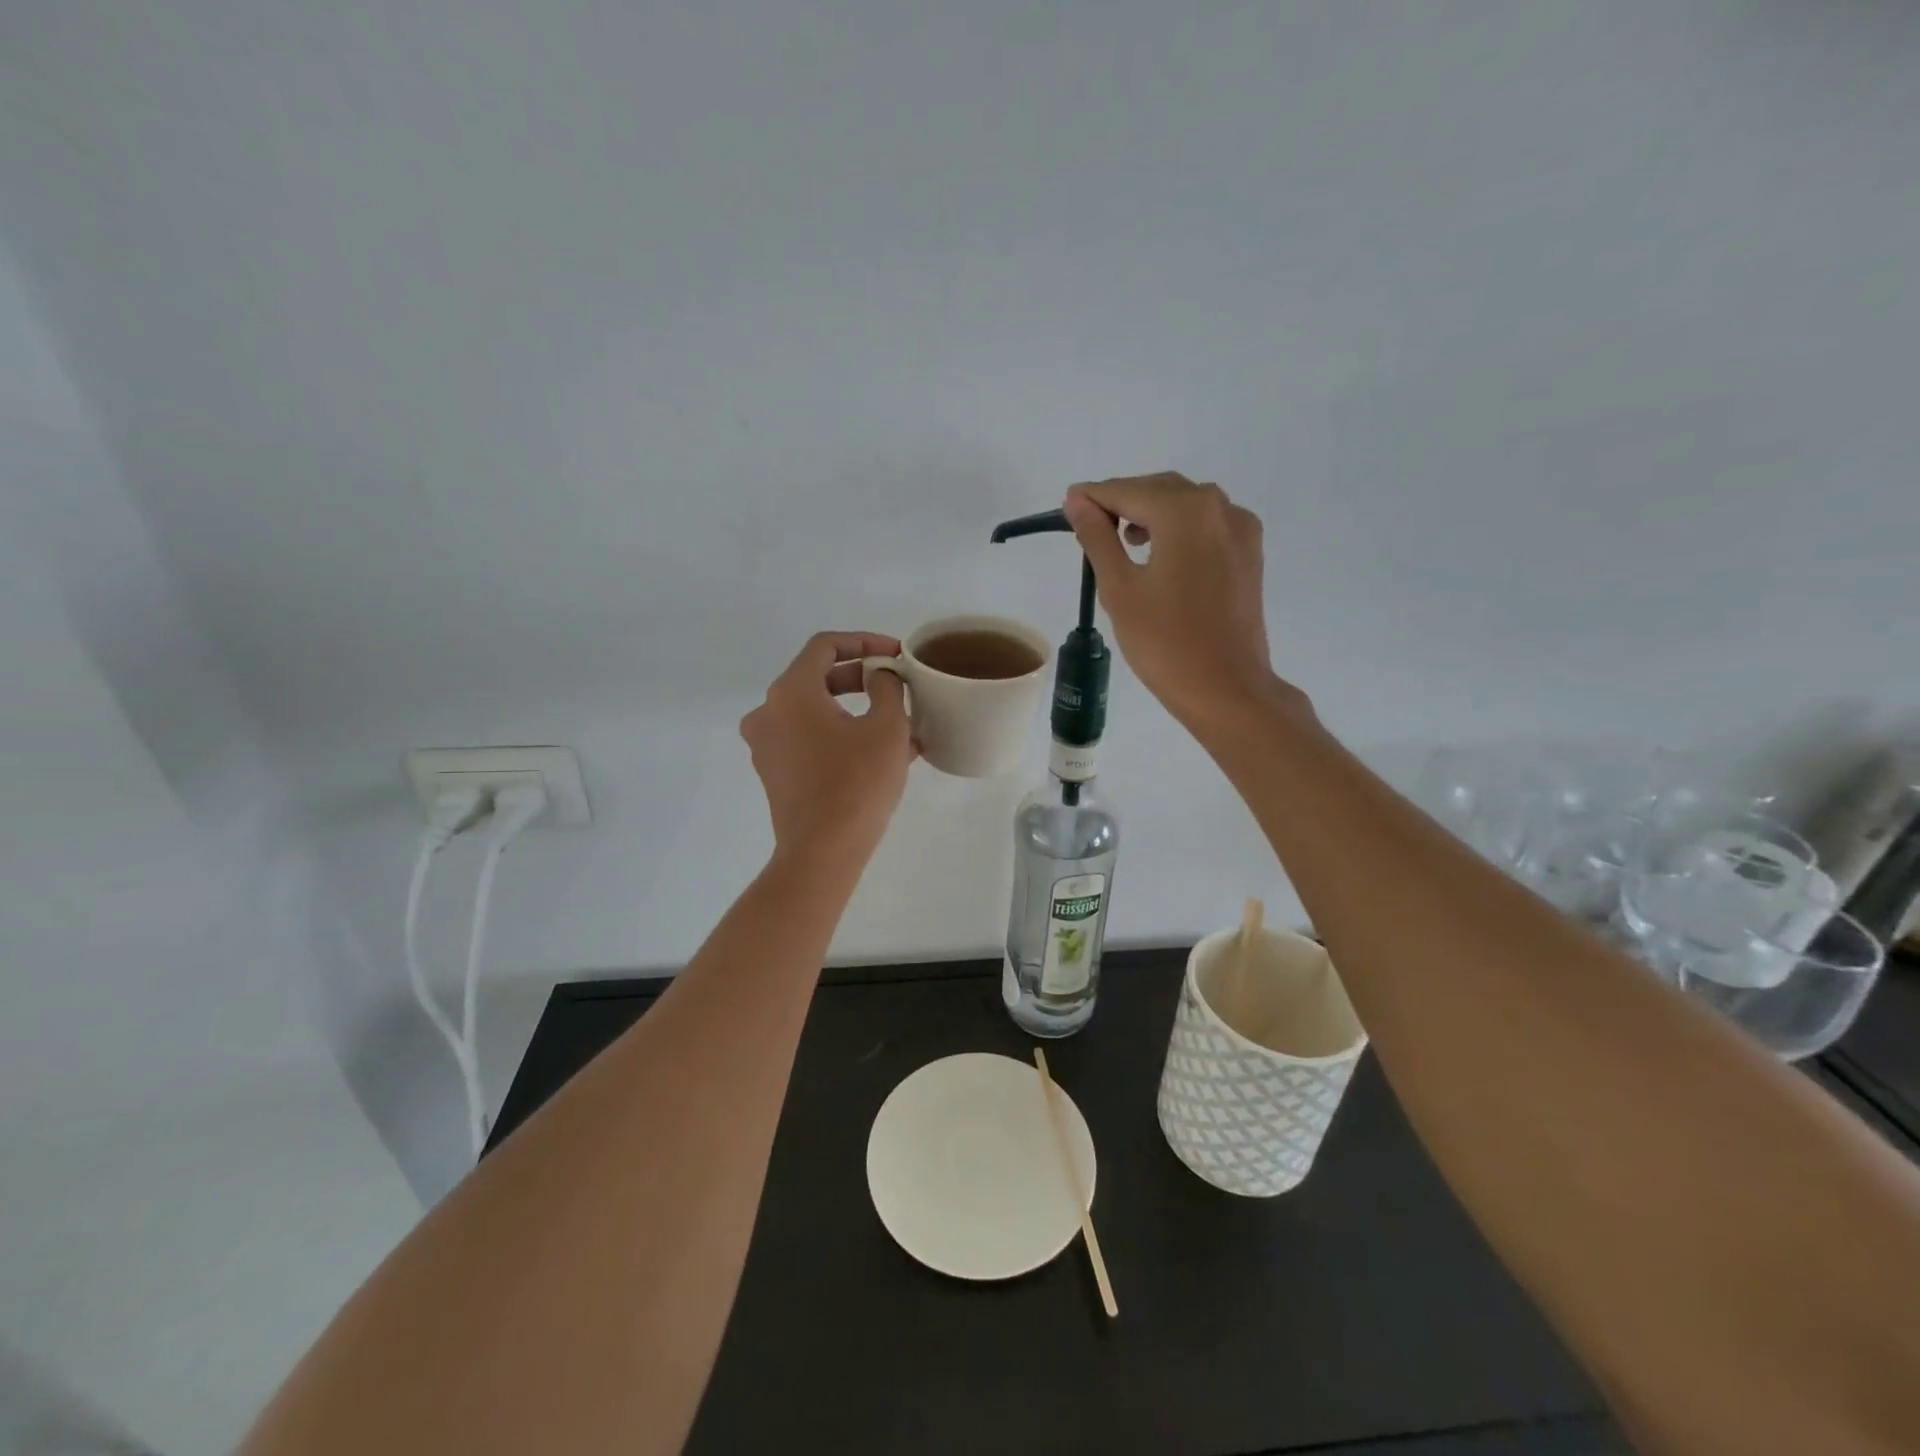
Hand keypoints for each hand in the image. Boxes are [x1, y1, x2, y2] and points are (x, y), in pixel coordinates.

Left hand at [740, 632, 916, 862]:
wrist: (823, 852)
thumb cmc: (857, 783)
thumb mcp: (887, 728)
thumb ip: (887, 687)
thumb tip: (881, 676)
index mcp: (791, 691)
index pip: (826, 646)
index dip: (865, 642)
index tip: (896, 655)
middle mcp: (769, 711)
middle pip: (818, 677)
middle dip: (863, 678)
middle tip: (898, 686)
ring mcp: (767, 744)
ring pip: (817, 712)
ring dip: (857, 712)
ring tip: (899, 726)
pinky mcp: (774, 772)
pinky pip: (810, 739)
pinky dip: (841, 736)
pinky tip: (880, 754)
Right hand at [1063, 473, 1308, 732]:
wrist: (1226, 689)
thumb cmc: (1165, 642)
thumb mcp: (1120, 588)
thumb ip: (1097, 537)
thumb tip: (1077, 501)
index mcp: (1186, 512)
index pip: (1127, 491)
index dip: (1093, 497)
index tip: (1066, 505)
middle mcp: (1219, 507)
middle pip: (1160, 490)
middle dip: (1123, 502)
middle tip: (1089, 527)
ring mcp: (1241, 530)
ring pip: (1186, 505)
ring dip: (1152, 513)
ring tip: (1123, 542)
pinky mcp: (1249, 554)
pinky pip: (1207, 525)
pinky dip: (1179, 529)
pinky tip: (1161, 554)